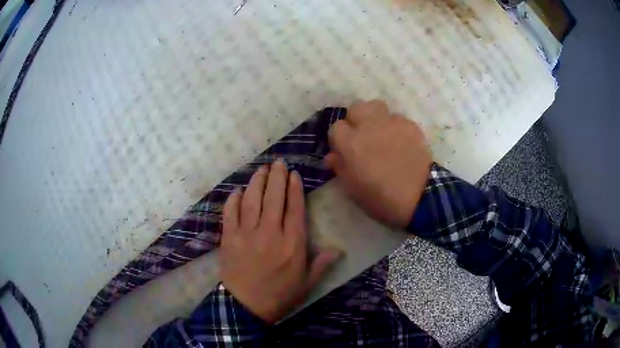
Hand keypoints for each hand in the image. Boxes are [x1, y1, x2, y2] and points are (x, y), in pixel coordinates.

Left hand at [219, 159, 341, 323]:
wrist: (246, 306)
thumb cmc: (279, 295)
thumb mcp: (307, 284)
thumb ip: (322, 264)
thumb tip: (339, 250)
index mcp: (292, 244)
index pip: (295, 208)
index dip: (294, 188)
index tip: (294, 174)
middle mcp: (270, 233)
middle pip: (274, 198)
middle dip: (277, 177)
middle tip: (279, 162)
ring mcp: (246, 234)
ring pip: (252, 200)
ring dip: (257, 182)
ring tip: (262, 169)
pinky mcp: (229, 237)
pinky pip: (230, 213)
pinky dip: (233, 199)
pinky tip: (237, 190)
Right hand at [326, 100, 431, 228]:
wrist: (419, 197)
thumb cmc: (381, 198)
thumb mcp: (352, 189)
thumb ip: (340, 168)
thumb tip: (332, 155)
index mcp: (351, 143)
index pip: (336, 126)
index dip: (338, 138)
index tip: (344, 150)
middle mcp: (369, 126)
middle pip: (356, 107)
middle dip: (355, 119)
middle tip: (361, 136)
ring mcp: (391, 123)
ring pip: (377, 106)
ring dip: (374, 117)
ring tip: (380, 133)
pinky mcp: (409, 125)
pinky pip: (397, 118)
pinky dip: (394, 126)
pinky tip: (400, 141)